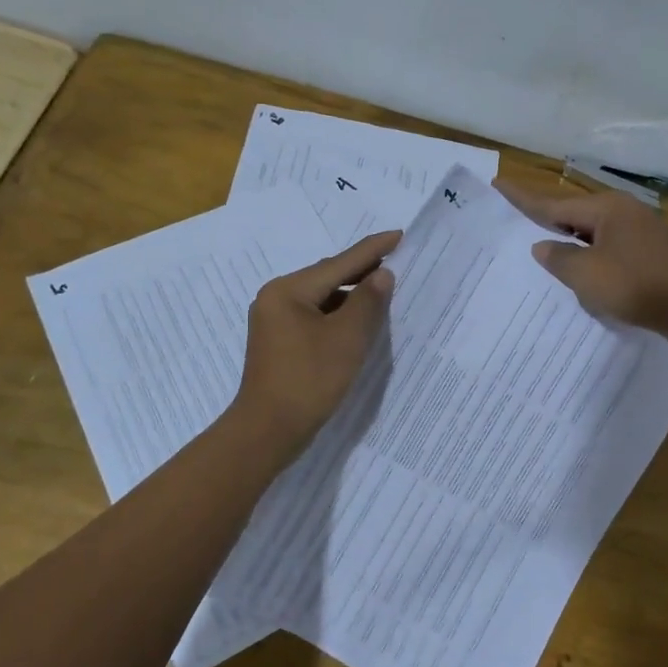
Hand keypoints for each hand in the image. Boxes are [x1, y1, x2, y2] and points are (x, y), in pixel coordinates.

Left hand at [230, 230, 399, 455]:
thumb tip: (382, 274)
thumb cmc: (309, 380)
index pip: (339, 262)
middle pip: (327, 277)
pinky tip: (358, 324)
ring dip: (351, 297)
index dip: (373, 250)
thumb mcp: (347, 338)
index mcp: (288, 290)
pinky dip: (338, 317)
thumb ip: (368, 302)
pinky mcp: (279, 343)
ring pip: (321, 299)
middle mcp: (276, 298)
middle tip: (397, 264)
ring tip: (384, 295)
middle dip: (362, 272)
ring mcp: (274, 322)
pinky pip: (314, 318)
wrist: (268, 431)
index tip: (400, 235)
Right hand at [497, 181, 667, 342]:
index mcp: (606, 209)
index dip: (523, 199)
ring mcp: (643, 231)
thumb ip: (559, 259)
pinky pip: (612, 248)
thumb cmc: (637, 286)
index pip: (554, 203)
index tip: (498, 184)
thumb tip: (543, 246)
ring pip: (595, 233)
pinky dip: (593, 256)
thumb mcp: (587, 275)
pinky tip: (587, 272)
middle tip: (521, 221)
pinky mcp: (654, 253)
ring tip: (549, 250)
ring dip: (572, 242)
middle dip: (549, 221)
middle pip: (576, 214)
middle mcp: (624, 212)